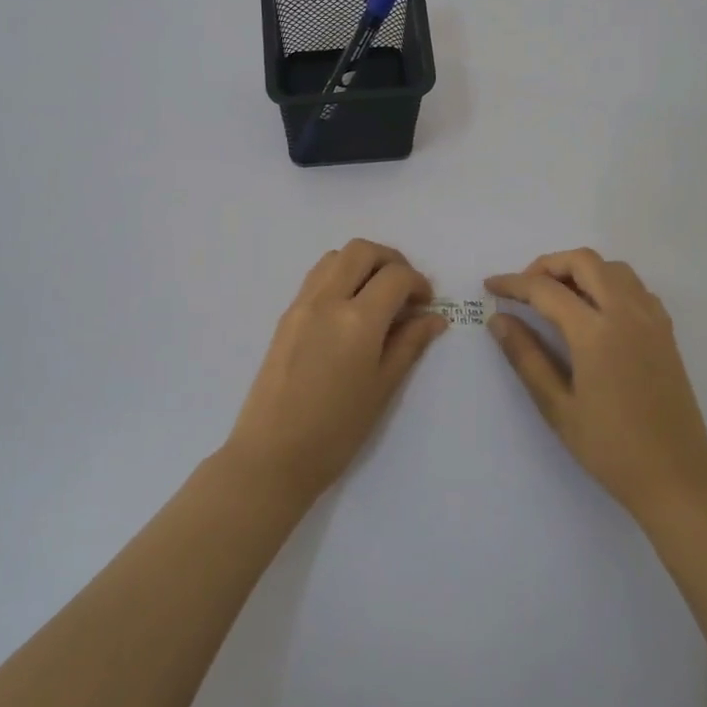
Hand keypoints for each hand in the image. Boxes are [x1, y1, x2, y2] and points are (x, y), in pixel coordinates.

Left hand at [226, 239, 447, 503]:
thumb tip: (434, 317)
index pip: (395, 276)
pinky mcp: (285, 316)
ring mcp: (301, 305)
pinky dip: (339, 276)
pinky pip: (316, 277)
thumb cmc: (336, 431)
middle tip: (405, 288)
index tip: (426, 304)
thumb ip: (409, 344)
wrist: (272, 455)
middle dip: (390, 260)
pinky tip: (349, 309)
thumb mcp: (383, 388)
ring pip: (335, 257)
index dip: (418, 283)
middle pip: (361, 251)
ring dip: (362, 263)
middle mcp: (327, 300)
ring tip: (377, 295)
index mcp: (357, 320)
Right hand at [486, 249, 706, 520]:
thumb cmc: (610, 449)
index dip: (513, 283)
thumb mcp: (558, 407)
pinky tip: (595, 312)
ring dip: (580, 270)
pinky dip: (608, 283)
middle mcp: (626, 313)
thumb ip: (526, 357)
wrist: (677, 478)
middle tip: (524, 289)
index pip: (546, 290)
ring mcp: (651, 319)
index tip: (490, 286)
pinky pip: (634, 287)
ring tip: (557, 297)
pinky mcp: (665, 331)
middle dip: (548, 265)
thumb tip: (498, 320)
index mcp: (596, 332)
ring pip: (612, 268)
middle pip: (583, 261)